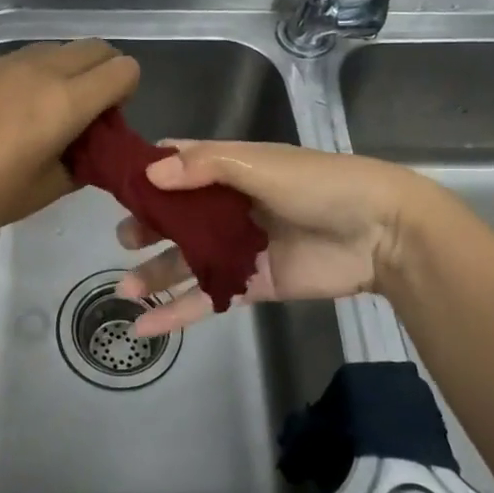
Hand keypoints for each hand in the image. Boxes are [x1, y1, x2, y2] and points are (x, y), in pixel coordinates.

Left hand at [0, 40, 139, 241]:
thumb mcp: (47, 191)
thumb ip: (83, 164)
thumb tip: (91, 151)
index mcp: (66, 101)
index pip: (123, 69)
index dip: (126, 92)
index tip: (108, 121)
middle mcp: (42, 69)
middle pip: (96, 48)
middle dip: (105, 73)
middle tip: (87, 112)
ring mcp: (7, 61)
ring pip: (60, 48)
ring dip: (70, 70)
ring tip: (47, 110)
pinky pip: (26, 57)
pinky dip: (37, 73)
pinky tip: (10, 110)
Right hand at [114, 140, 445, 335]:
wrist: (380, 233)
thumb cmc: (319, 185)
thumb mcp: (259, 165)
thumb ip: (205, 167)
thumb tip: (150, 175)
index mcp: (229, 169)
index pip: (179, 164)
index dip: (147, 172)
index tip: (113, 183)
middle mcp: (227, 206)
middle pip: (175, 215)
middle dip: (147, 226)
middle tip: (126, 238)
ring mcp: (238, 248)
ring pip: (186, 261)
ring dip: (155, 275)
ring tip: (125, 290)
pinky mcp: (250, 285)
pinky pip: (206, 298)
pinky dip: (176, 314)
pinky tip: (144, 328)